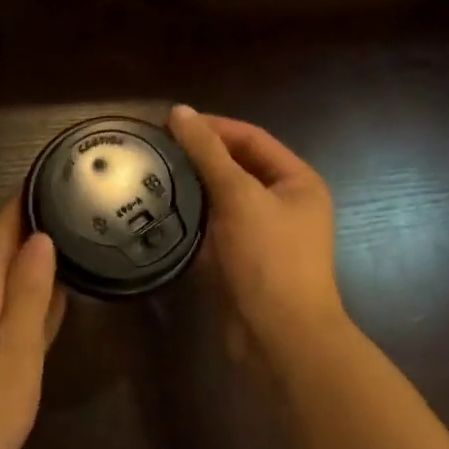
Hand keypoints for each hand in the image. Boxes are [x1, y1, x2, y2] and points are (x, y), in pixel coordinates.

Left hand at [0, 197, 66, 448]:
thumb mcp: (14, 354)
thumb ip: (28, 296)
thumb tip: (40, 238)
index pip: (1, 233)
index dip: (23, 199)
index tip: (52, 168)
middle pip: (4, 250)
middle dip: (33, 219)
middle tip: (75, 194)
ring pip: (12, 278)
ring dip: (37, 253)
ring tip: (75, 231)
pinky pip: (18, 309)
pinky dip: (39, 292)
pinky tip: (59, 292)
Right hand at [168, 105, 346, 362]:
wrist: (281, 337)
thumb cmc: (269, 258)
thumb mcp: (239, 197)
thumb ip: (209, 153)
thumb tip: (180, 111)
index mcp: (297, 181)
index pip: (252, 138)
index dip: (213, 126)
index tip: (169, 122)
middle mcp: (285, 204)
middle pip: (238, 168)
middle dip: (200, 158)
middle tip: (155, 149)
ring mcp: (264, 236)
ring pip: (224, 202)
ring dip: (193, 190)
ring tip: (150, 176)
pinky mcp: (244, 263)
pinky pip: (216, 232)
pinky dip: (192, 223)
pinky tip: (160, 215)